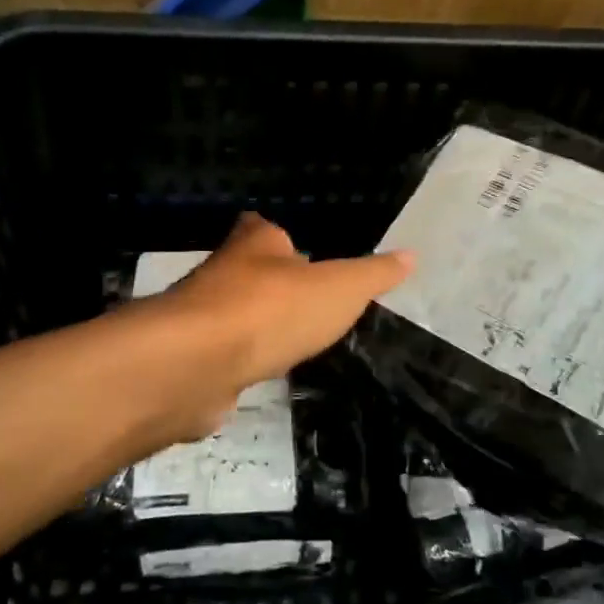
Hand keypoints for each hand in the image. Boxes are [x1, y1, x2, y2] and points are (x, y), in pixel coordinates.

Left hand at [138, 213, 413, 439]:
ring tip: (287, 338)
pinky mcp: (192, 360)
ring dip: (254, 324)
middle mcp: (222, 273)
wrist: (197, 364)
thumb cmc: (272, 310)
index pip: (264, 229)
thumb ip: (373, 275)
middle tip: (303, 299)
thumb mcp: (340, 289)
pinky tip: (259, 373)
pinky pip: (222, 355)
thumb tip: (411, 255)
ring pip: (233, 314)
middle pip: (247, 271)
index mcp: (256, 245)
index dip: (280, 237)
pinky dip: (239, 362)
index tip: (297, 248)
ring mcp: (201, 318)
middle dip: (270, 283)